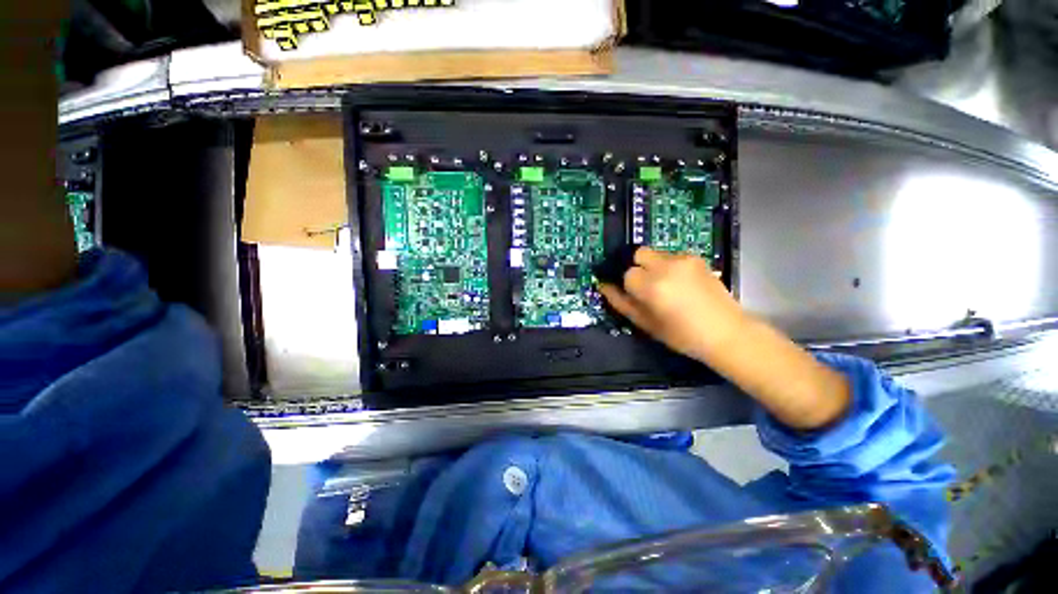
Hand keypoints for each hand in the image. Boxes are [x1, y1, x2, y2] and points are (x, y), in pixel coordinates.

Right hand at [598, 248, 744, 362]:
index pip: (626, 273)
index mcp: (652, 286)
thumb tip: (603, 286)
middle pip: (638, 253)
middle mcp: (666, 266)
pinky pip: (672, 256)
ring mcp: (683, 259)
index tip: (635, 295)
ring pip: (655, 253)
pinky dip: (668, 266)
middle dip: (636, 266)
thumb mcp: (645, 323)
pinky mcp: (696, 258)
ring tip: (666, 287)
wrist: (727, 332)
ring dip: (652, 266)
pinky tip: (680, 284)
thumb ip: (621, 302)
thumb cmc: (682, 335)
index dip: (627, 284)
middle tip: (645, 286)